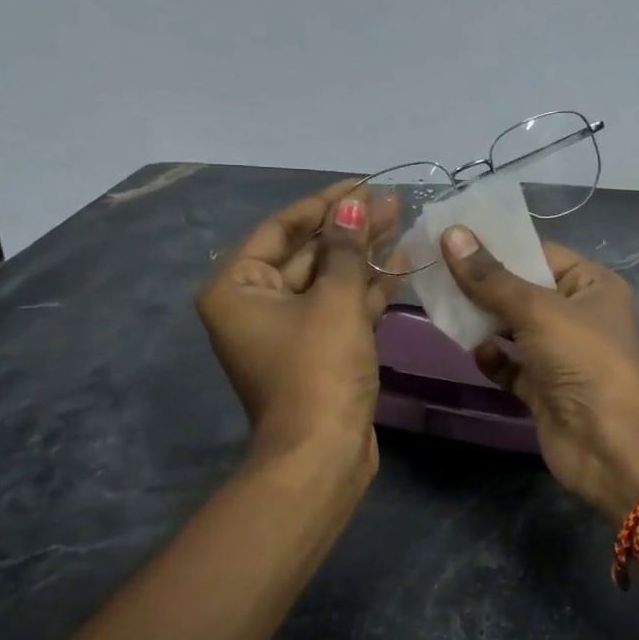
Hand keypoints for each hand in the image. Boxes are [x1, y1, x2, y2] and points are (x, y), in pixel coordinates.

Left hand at [196, 181, 390, 476]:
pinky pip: (339, 308)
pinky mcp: (317, 351)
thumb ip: (345, 249)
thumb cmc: (318, 370)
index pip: (281, 229)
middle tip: (390, 203)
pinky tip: (400, 263)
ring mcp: (287, 330)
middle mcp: (255, 305)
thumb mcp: (334, 301)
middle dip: (349, 229)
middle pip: (306, 253)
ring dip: (362, 255)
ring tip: (400, 223)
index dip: (323, 204)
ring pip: (327, 280)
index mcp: (237, 288)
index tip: (360, 184)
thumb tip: (352, 204)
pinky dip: (367, 290)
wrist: (322, 454)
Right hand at [440, 226, 638, 519]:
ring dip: (483, 321)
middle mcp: (579, 316)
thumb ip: (492, 277)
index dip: (499, 245)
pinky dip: (493, 359)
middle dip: (484, 284)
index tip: (452, 237)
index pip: (541, 254)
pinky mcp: (544, 389)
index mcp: (592, 285)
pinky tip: (475, 353)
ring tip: (442, 305)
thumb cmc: (583, 361)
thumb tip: (452, 234)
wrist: (610, 446)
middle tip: (435, 270)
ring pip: (513, 329)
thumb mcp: (538, 310)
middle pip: (523, 291)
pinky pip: (511, 366)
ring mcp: (561, 355)